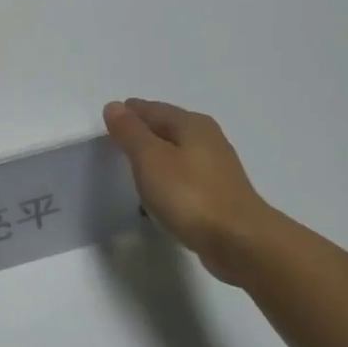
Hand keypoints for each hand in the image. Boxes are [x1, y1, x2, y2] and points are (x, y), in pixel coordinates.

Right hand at [103, 99, 278, 285]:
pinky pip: (183, 178)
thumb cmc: (189, 195)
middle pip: (168, 128)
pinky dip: (167, 179)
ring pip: (177, 154)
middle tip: (116, 141)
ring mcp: (216, 169)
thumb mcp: (150, 158)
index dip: (130, 112)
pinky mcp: (218, 195)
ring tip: (131, 168)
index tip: (109, 119)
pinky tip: (156, 194)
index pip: (153, 109)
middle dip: (143, 132)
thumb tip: (114, 106)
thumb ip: (130, 132)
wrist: (238, 240)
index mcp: (192, 125)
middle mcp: (208, 140)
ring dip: (155, 157)